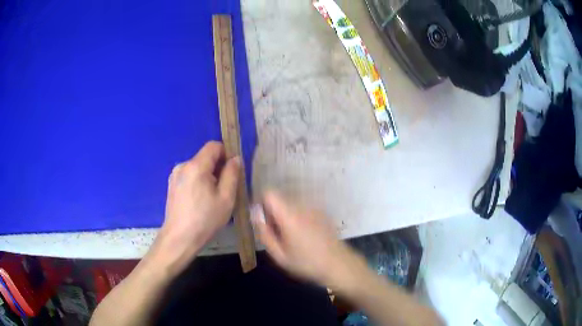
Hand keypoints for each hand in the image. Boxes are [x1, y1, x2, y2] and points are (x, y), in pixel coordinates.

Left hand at [153, 141, 240, 272]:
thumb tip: (236, 159)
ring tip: (211, 198)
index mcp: (196, 166)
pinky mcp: (172, 185)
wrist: (179, 238)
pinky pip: (189, 176)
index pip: (214, 146)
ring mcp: (175, 176)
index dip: (226, 153)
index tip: (232, 171)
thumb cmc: (205, 220)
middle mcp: (183, 166)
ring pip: (197, 168)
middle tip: (225, 189)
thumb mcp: (226, 198)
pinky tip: (199, 201)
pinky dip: (198, 182)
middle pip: (205, 157)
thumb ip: (232, 174)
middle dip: (218, 168)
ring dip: (208, 176)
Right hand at [251, 191, 356, 286]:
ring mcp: (314, 207)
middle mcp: (302, 206)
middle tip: (277, 233)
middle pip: (280, 198)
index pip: (270, 193)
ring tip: (292, 236)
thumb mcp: (279, 255)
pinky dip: (298, 216)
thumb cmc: (306, 263)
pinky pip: (303, 208)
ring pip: (291, 203)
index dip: (262, 203)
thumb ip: (264, 233)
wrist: (338, 264)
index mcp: (289, 216)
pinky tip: (305, 235)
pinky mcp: (322, 212)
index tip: (263, 220)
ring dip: (286, 214)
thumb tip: (255, 214)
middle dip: (274, 212)